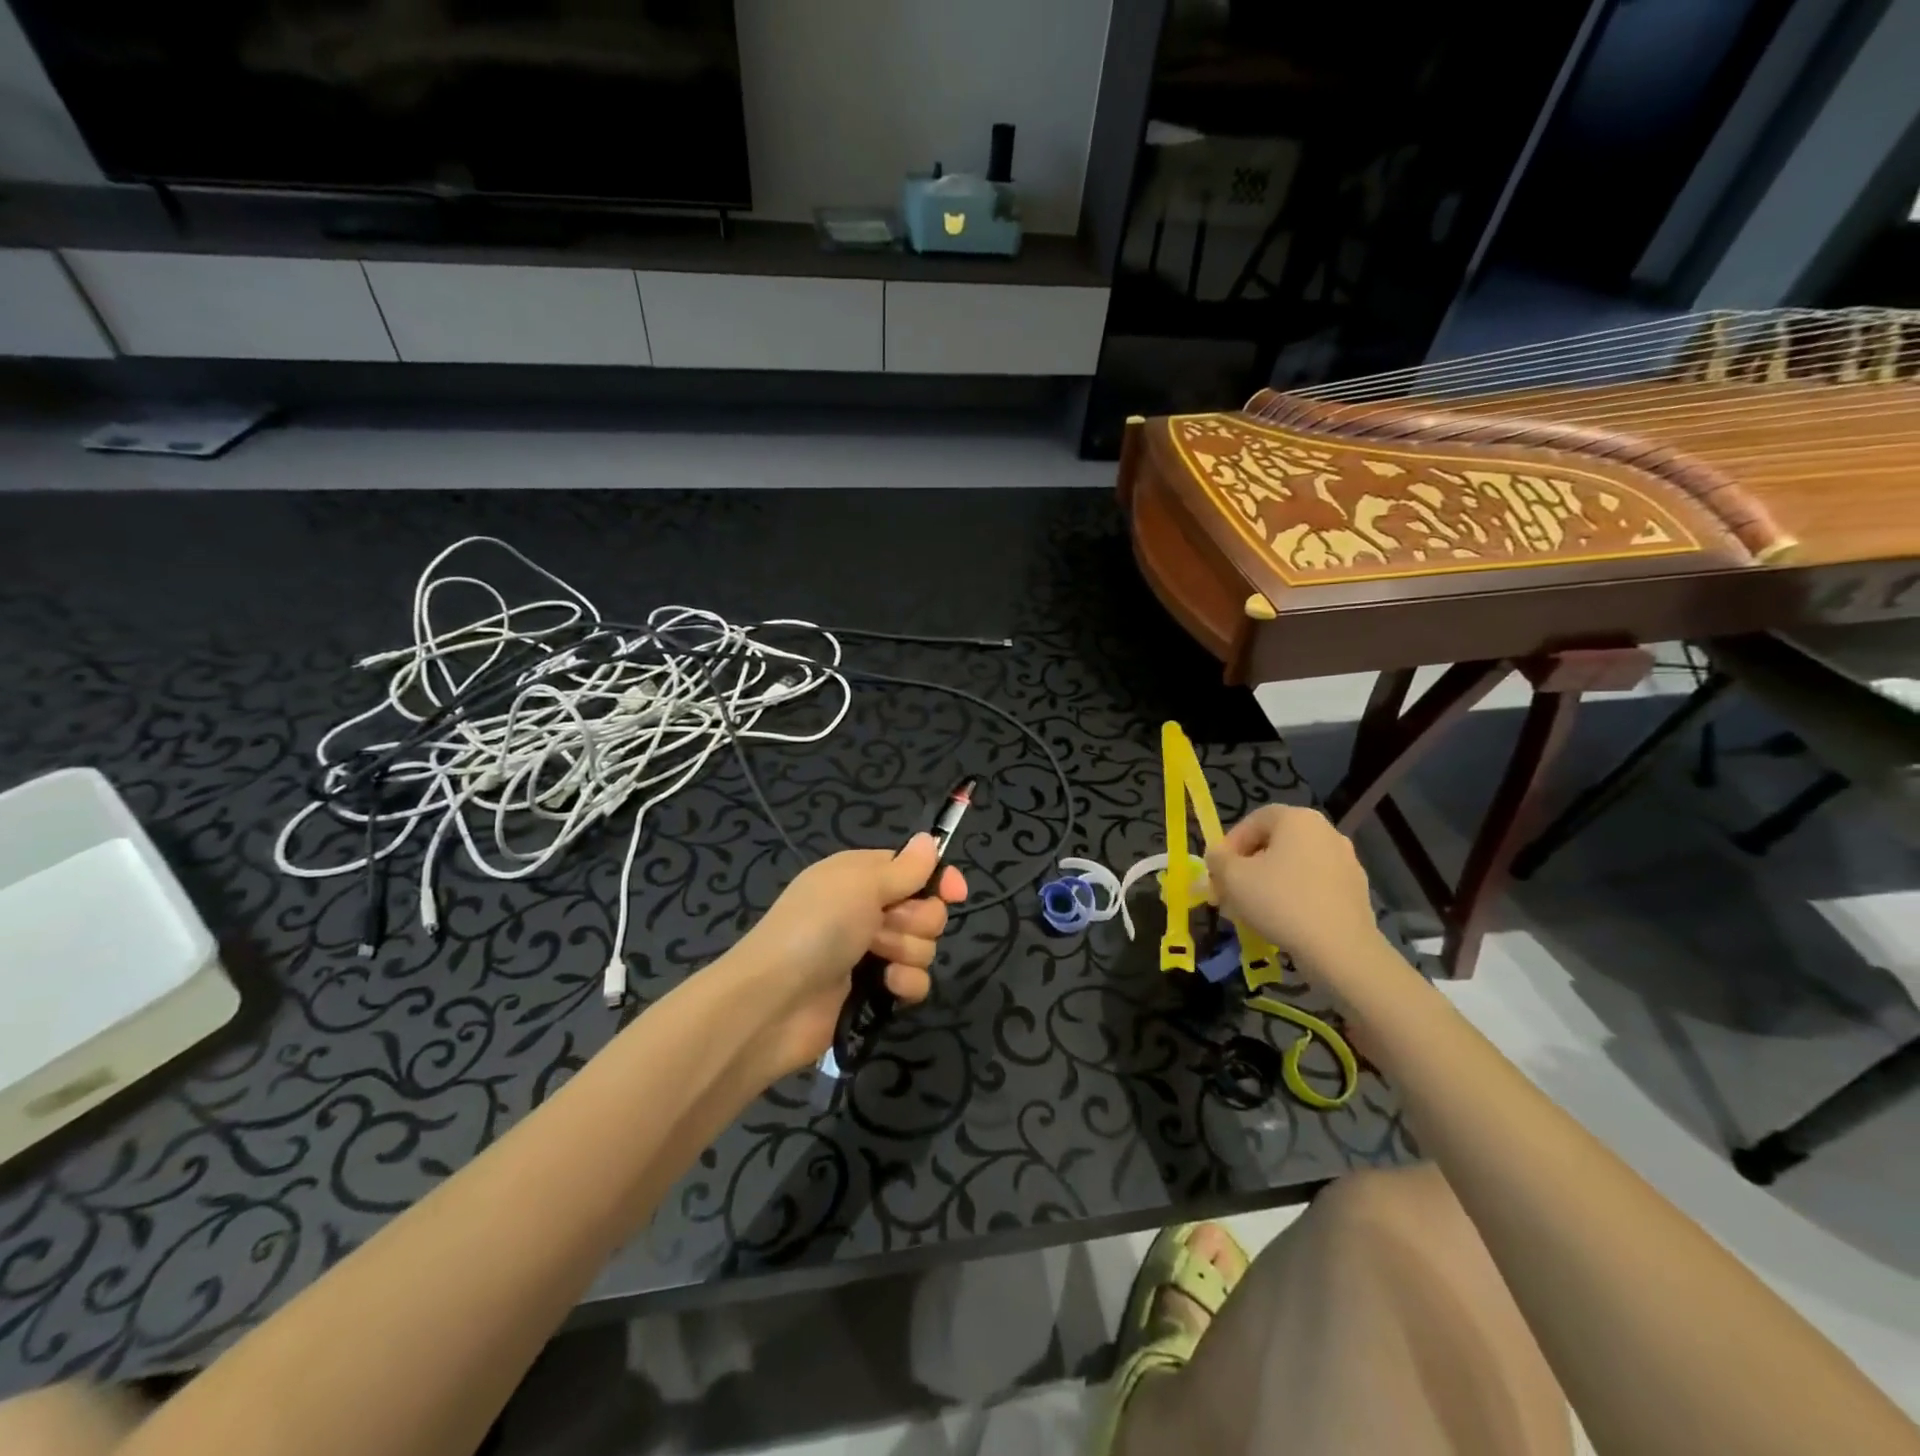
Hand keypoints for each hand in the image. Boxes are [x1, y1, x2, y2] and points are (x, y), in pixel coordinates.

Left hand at [730, 834, 966, 1079]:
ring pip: (923, 946)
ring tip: (878, 960)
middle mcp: (868, 910)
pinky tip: (886, 987)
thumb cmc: (817, 928)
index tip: (955, 892)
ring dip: (907, 952)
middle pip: (925, 908)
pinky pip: (915, 982)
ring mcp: (870, 952)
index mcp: (861, 876)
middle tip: (886, 927)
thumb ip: (904, 868)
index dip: (937, 878)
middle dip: (917, 920)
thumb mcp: (860, 884)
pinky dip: (905, 984)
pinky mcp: (874, 991)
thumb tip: (930, 840)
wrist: (775, 1001)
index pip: (914, 868)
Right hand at [1206, 805, 1382, 983]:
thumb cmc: (1280, 901)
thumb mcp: (1232, 877)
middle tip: (1228, 894)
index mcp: (1298, 819)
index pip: (1253, 821)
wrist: (1341, 949)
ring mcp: (1346, 862)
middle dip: (1246, 868)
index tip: (1217, 871)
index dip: (1229, 844)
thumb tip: (1217, 856)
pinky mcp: (1356, 892)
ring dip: (1267, 884)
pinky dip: (1293, 898)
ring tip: (1249, 913)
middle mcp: (1326, 832)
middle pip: (1273, 845)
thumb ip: (1217, 859)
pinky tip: (1279, 923)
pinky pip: (1313, 887)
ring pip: (1293, 868)